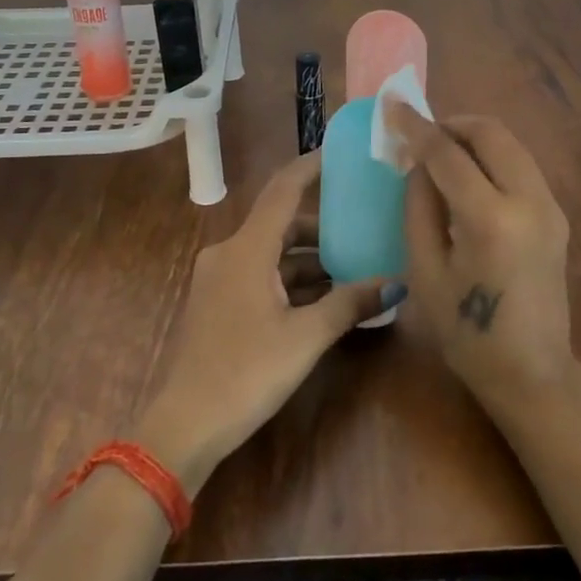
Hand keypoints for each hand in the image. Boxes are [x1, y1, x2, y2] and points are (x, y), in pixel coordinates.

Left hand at [132, 150, 387, 495]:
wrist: (184, 426)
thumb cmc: (246, 372)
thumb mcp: (306, 337)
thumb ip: (350, 303)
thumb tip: (397, 282)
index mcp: (246, 249)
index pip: (283, 189)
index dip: (311, 167)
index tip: (342, 153)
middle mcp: (229, 253)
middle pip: (281, 223)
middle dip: (323, 226)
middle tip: (365, 226)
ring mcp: (220, 279)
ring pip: (272, 253)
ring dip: (310, 259)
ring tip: (355, 268)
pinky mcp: (219, 303)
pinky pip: (261, 275)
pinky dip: (292, 280)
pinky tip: (324, 299)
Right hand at [387, 103, 580, 405]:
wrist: (533, 373)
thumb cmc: (467, 333)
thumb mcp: (426, 272)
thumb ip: (419, 208)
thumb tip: (418, 165)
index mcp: (491, 219)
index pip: (448, 154)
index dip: (416, 127)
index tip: (393, 105)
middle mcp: (529, 201)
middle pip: (491, 133)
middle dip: (452, 123)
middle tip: (421, 134)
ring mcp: (550, 206)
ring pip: (512, 144)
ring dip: (475, 137)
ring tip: (441, 153)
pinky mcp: (557, 215)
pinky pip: (522, 166)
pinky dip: (493, 157)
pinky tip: (469, 177)